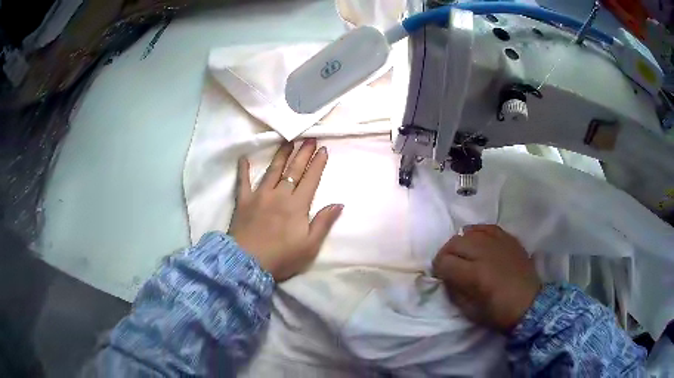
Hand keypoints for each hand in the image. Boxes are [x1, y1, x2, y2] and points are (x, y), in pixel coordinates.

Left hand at [228, 139, 342, 281]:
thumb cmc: (282, 257)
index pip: (311, 179)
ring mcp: (260, 195)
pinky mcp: (244, 201)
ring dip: (281, 155)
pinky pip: (243, 181)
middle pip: (294, 170)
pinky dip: (243, 169)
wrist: (247, 263)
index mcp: (297, 205)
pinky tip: (243, 157)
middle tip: (309, 138)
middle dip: (303, 153)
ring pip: (273, 170)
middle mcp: (280, 194)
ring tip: (288, 141)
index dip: (318, 164)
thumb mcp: (310, 246)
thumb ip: (324, 223)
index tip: (323, 149)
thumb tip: (339, 203)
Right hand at [432, 225, 541, 331]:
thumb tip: (445, 277)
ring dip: (460, 243)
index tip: (441, 276)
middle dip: (446, 254)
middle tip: (449, 265)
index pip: (444, 262)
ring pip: (469, 232)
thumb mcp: (469, 311)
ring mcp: (498, 242)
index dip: (438, 269)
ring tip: (463, 254)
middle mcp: (485, 253)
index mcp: (475, 274)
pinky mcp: (509, 239)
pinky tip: (476, 242)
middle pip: (454, 242)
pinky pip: (486, 227)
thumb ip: (454, 291)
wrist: (530, 304)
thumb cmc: (499, 313)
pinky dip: (477, 233)